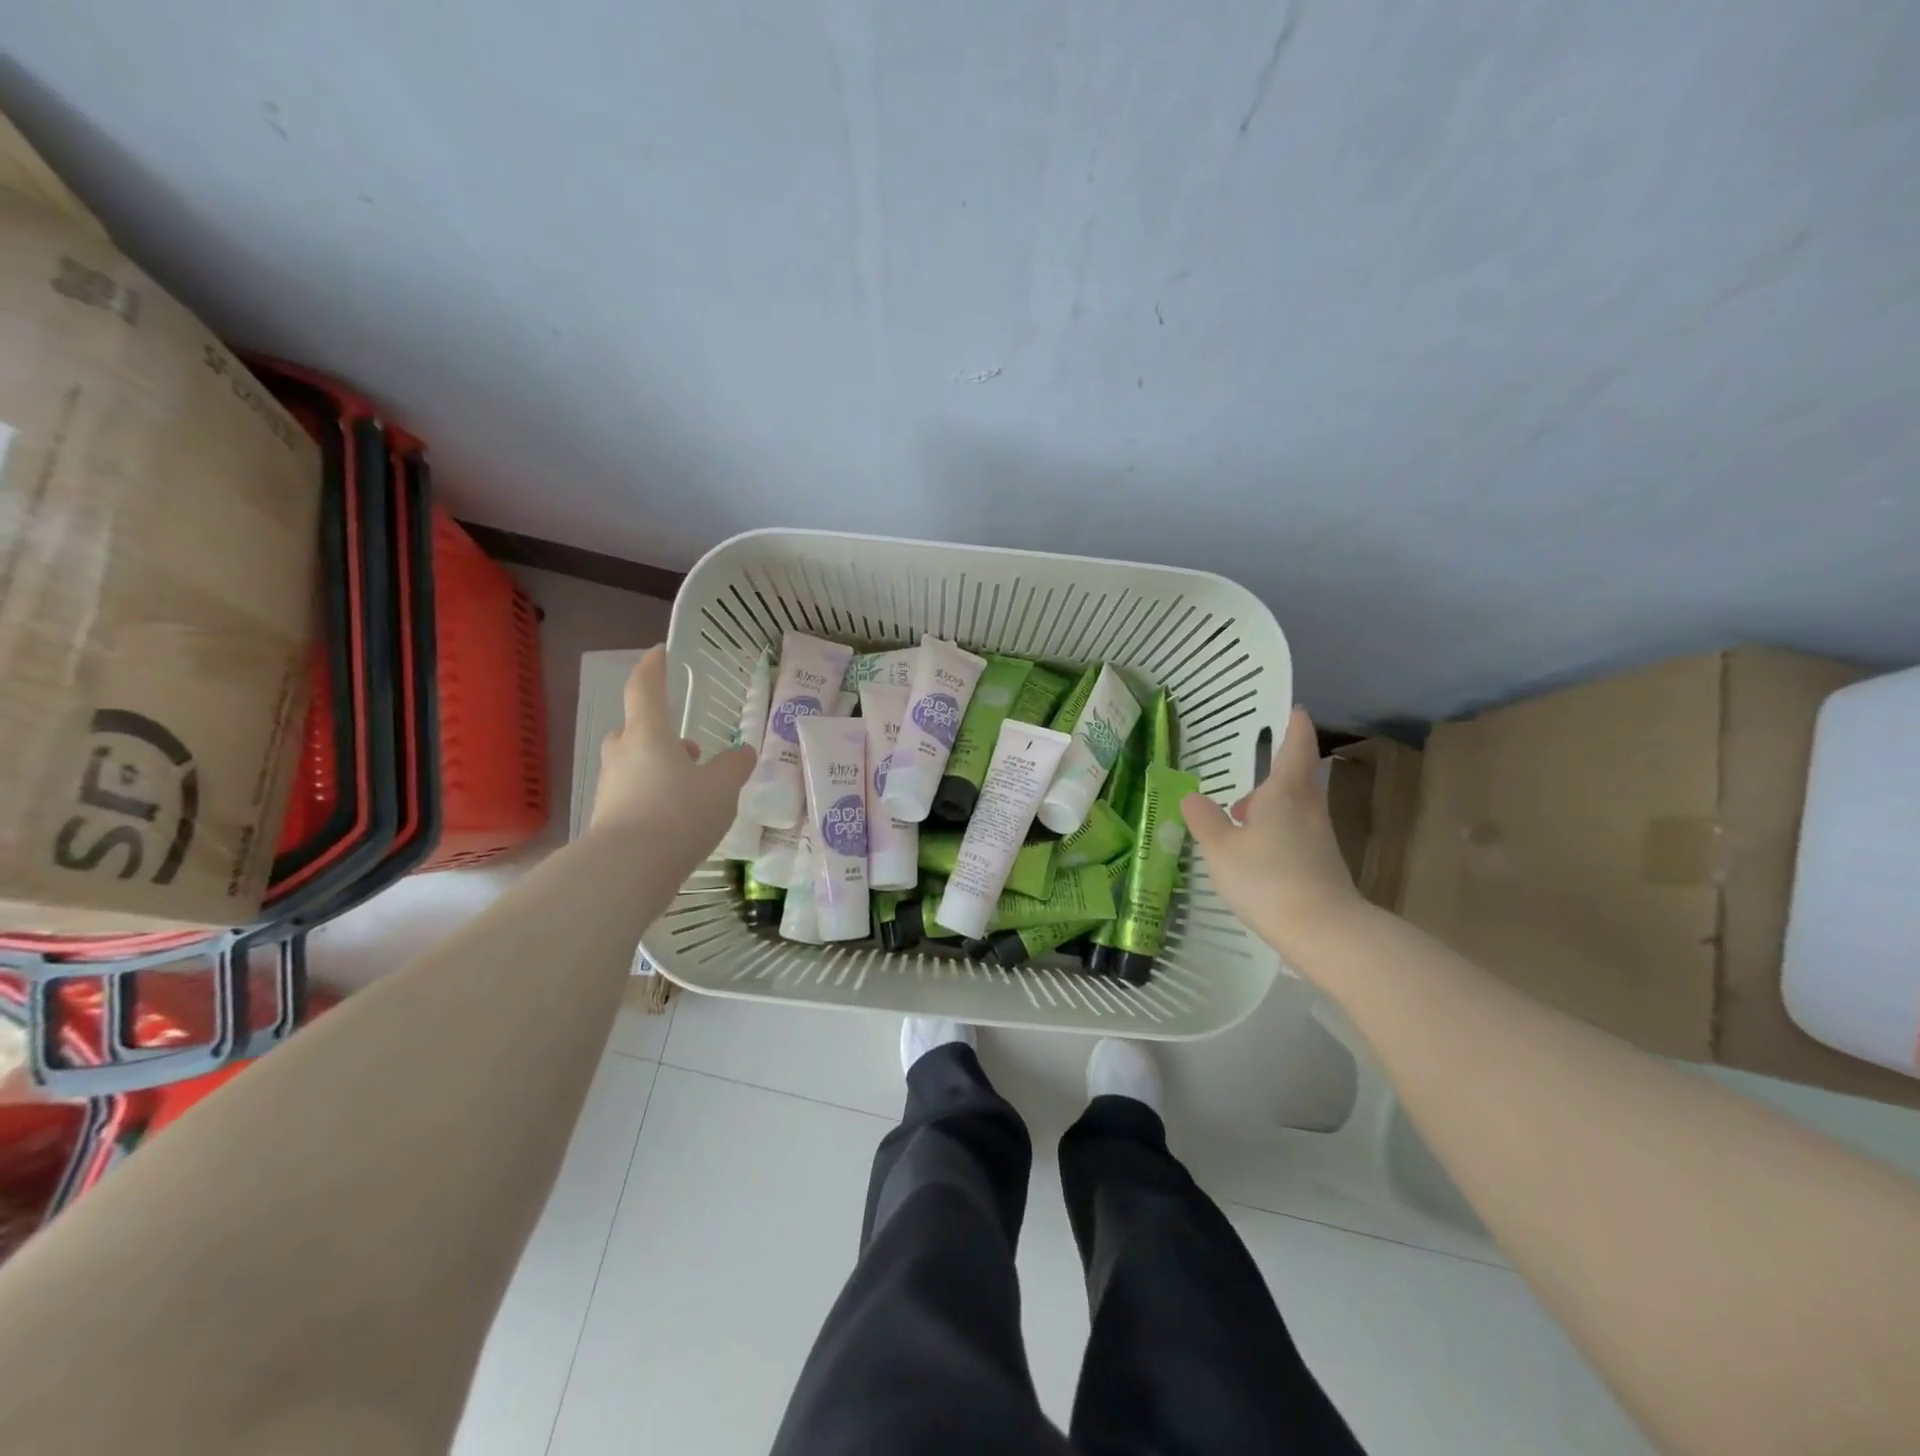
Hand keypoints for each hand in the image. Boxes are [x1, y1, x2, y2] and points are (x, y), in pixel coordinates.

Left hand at [591, 647, 755, 854]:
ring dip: (659, 767)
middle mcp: (623, 754)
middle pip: (635, 730)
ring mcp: (611, 787)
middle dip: (660, 732)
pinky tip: (677, 819)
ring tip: (691, 788)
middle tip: (690, 747)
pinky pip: (633, 795)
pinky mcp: (608, 818)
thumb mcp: (722, 788)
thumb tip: (744, 752)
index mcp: (648, 734)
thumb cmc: (678, 813)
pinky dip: (653, 797)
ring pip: (634, 764)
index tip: (659, 652)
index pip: (645, 689)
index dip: (653, 668)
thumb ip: (735, 766)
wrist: (628, 869)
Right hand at [1181, 706, 1369, 965]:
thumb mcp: (1221, 848)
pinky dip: (1275, 829)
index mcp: (1285, 793)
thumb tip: (1191, 796)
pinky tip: (1254, 851)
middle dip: (1277, 770)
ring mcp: (1319, 836)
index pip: (1296, 747)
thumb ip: (1204, 820)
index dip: (1295, 726)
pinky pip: (1296, 831)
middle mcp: (1308, 807)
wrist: (1323, 930)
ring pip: (1295, 806)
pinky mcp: (1321, 862)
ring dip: (1271, 803)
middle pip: (1298, 777)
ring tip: (1239, 816)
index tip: (1295, 709)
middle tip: (1251, 770)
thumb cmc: (1266, 878)